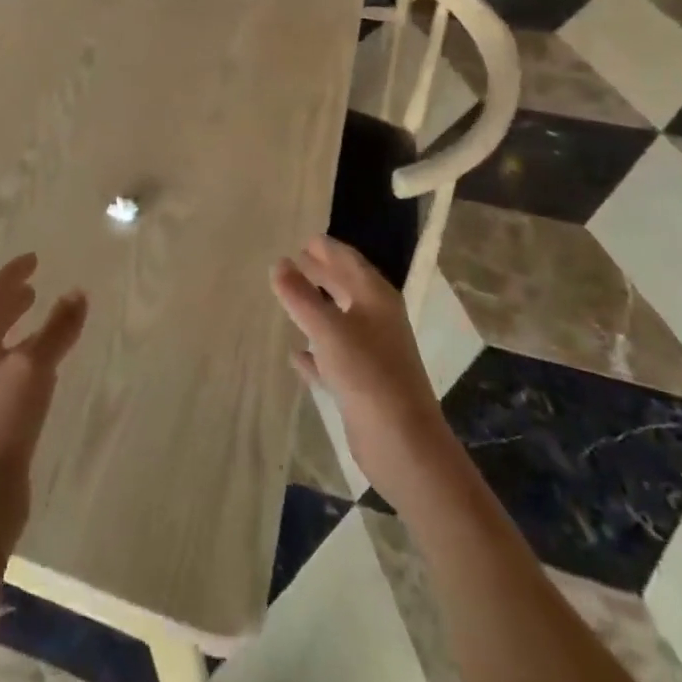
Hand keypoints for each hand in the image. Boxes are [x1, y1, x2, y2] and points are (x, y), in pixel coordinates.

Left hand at [0, 254, 87, 544]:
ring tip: (38, 316)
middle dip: (12, 298)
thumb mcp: (36, 367)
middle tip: (34, 285)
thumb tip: (78, 292)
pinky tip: (40, 365)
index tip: (34, 258)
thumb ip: (58, 328)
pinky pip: (5, 366)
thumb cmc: (5, 419)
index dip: (14, 272)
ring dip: (17, 325)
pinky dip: (21, 351)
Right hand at [273, 236, 449, 508]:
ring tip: (288, 297)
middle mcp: (376, 319)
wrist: (403, 443)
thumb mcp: (327, 329)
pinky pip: (333, 356)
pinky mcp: (362, 383)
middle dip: (321, 273)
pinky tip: (295, 353)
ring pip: (338, 320)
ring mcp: (371, 352)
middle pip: (345, 287)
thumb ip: (299, 295)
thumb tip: (279, 263)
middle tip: (291, 260)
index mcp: (375, 298)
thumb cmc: (367, 373)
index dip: (326, 248)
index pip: (348, 260)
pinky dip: (315, 350)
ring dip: (316, 308)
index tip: (302, 238)